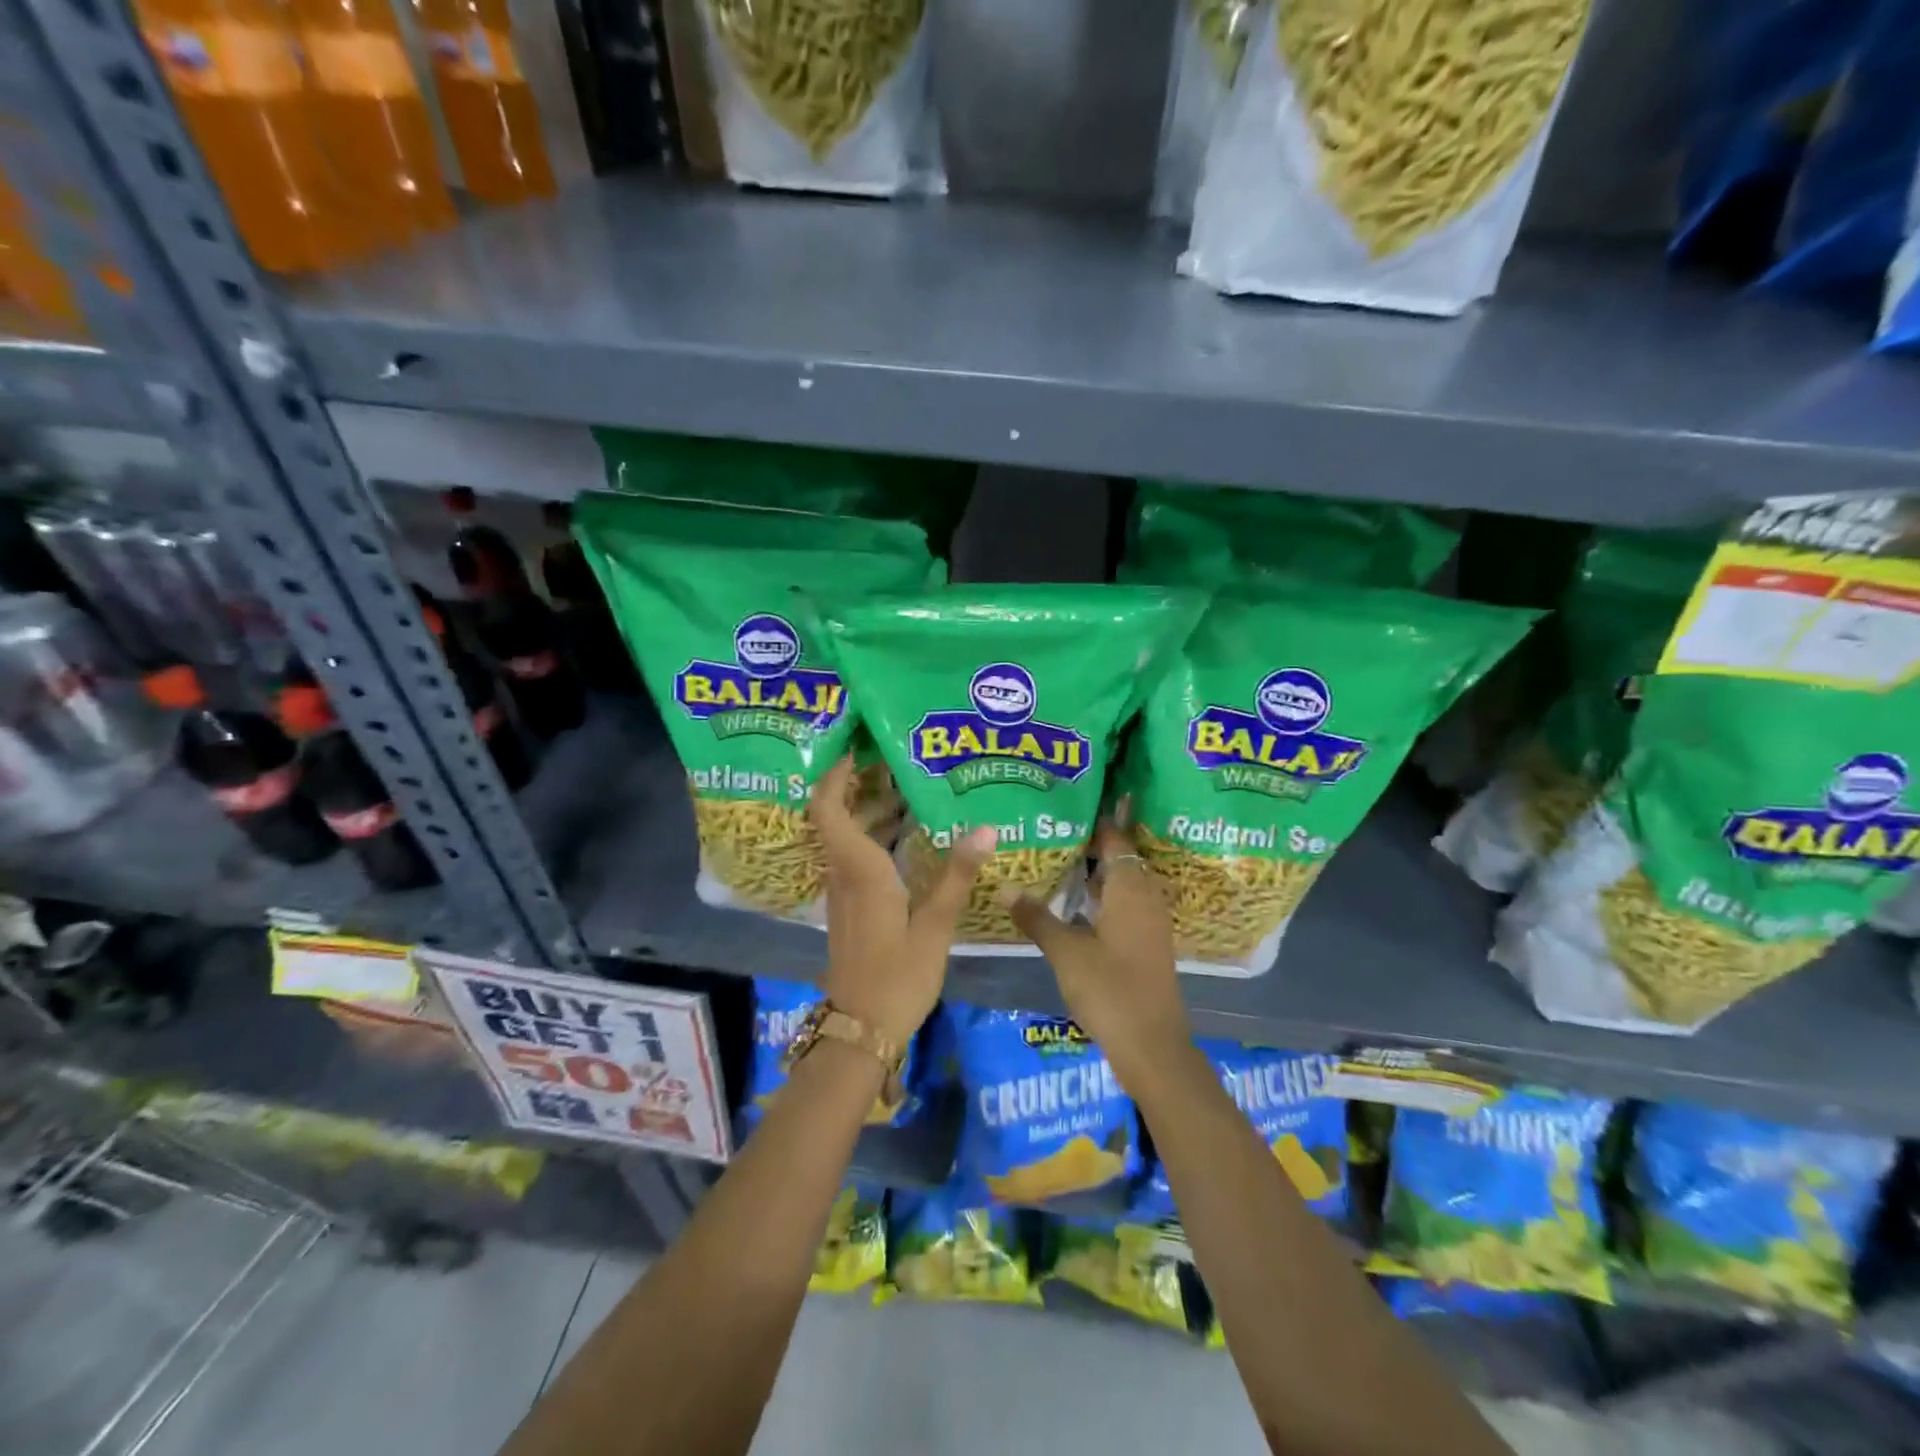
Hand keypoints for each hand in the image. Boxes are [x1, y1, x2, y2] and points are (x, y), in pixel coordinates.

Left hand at [811, 757, 995, 1045]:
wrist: (860, 1029)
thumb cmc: (897, 976)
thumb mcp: (934, 925)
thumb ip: (957, 875)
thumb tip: (986, 828)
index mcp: (859, 869)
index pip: (828, 807)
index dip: (834, 774)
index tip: (857, 747)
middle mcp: (843, 873)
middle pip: (836, 815)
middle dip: (858, 784)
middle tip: (895, 760)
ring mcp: (842, 892)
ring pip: (846, 837)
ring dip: (867, 810)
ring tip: (907, 789)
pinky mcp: (849, 908)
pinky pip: (854, 857)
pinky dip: (873, 837)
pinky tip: (906, 839)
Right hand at [1004, 821, 1191, 1080]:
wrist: (1152, 1046)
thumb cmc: (1109, 989)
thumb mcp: (1066, 952)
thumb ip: (1037, 917)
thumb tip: (1005, 886)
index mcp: (1130, 888)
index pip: (1116, 839)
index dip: (1097, 822)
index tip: (1071, 806)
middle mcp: (1146, 897)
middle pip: (1121, 858)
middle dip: (1093, 845)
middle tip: (1056, 832)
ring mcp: (1151, 921)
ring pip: (1124, 883)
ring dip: (1098, 873)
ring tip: (1062, 861)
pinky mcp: (1149, 942)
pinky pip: (1127, 904)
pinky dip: (1105, 896)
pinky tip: (1079, 905)